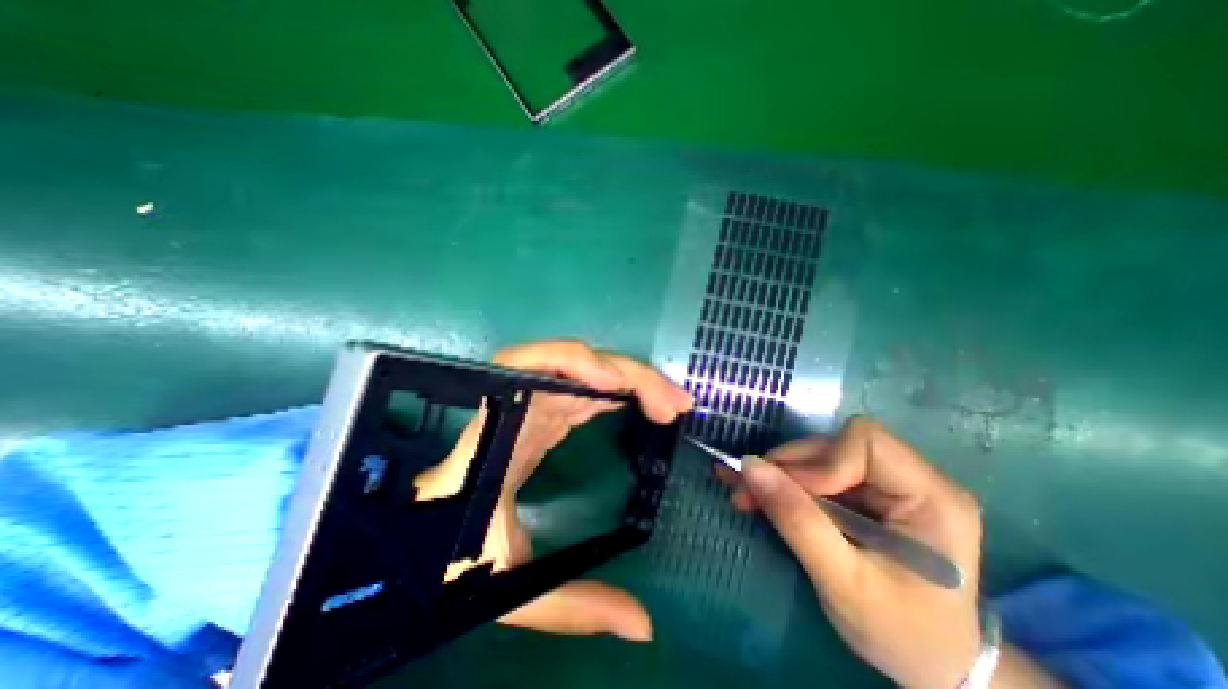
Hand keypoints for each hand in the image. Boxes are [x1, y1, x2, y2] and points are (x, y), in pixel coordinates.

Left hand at [409, 339, 680, 639]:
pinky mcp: (547, 414)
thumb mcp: (507, 585)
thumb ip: (571, 604)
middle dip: (628, 376)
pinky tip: (644, 404)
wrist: (423, 538)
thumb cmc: (449, 554)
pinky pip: (586, 390)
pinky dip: (618, 391)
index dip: (571, 363)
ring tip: (671, 402)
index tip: (615, 386)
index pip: (525, 370)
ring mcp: (535, 406)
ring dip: (631, 380)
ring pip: (587, 373)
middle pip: (574, 367)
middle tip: (674, 403)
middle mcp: (519, 407)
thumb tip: (644, 626)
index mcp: (500, 432)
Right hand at [722, 418, 985, 687]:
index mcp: (931, 498)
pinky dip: (786, 483)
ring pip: (819, 455)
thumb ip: (796, 520)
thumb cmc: (899, 633)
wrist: (930, 667)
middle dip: (788, 467)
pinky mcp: (867, 492)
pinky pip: (817, 472)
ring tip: (749, 497)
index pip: (865, 443)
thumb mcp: (843, 582)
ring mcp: (888, 483)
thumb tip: (749, 465)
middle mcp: (913, 478)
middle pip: (836, 445)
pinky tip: (763, 495)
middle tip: (749, 492)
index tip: (789, 493)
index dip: (821, 461)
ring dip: (780, 475)